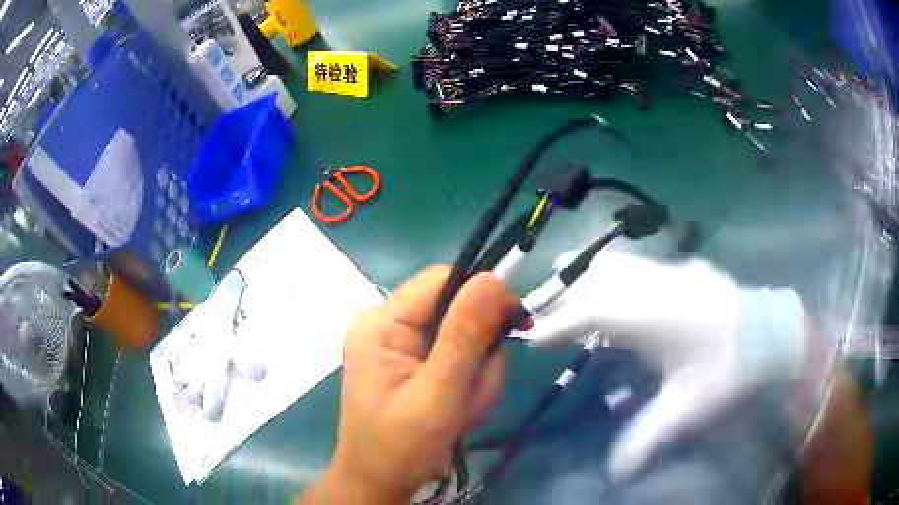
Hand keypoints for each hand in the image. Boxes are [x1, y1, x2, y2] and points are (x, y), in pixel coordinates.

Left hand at [303, 267, 530, 502]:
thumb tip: (492, 278)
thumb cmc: (401, 448)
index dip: (485, 296)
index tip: (518, 327)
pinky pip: (456, 358)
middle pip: (457, 311)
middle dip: (478, 355)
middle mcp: (386, 323)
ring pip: (463, 338)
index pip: (444, 280)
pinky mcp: (410, 362)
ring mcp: (398, 344)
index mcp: (381, 322)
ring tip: (461, 411)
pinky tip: (456, 410)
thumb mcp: (437, 395)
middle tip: (471, 397)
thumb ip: (465, 336)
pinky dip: (467, 384)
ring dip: (475, 376)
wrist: (379, 484)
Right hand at [519, 251, 807, 482]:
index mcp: (652, 314)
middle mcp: (657, 283)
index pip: (592, 312)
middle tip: (545, 308)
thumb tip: (615, 475)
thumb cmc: (729, 368)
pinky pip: (640, 265)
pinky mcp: (688, 269)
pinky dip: (619, 275)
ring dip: (591, 276)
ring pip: (620, 262)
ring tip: (573, 290)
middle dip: (568, 290)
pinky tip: (622, 291)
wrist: (773, 333)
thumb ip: (646, 439)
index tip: (534, 337)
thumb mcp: (687, 408)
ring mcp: (674, 271)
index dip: (559, 324)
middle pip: (600, 275)